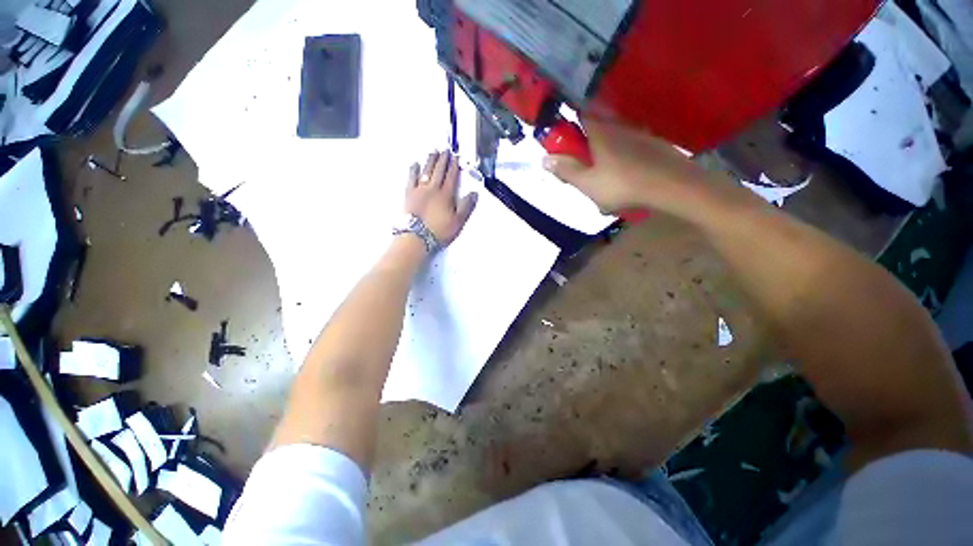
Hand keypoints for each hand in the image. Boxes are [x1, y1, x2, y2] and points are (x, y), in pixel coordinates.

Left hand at [406, 150, 477, 244]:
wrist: (417, 237)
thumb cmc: (439, 231)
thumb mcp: (458, 222)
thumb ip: (466, 206)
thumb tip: (474, 193)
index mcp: (446, 195)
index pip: (452, 176)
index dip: (455, 166)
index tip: (456, 157)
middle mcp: (433, 189)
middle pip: (439, 171)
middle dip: (443, 159)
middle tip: (446, 149)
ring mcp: (419, 190)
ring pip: (426, 171)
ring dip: (430, 160)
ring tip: (434, 151)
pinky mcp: (409, 194)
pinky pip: (411, 178)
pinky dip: (414, 170)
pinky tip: (415, 164)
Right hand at [542, 117, 707, 214]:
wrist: (672, 186)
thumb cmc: (622, 185)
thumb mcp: (587, 183)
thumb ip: (566, 170)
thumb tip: (545, 159)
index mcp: (600, 133)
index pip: (580, 116)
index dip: (569, 125)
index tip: (563, 143)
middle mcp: (619, 128)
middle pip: (597, 129)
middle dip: (585, 146)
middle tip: (582, 170)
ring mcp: (639, 136)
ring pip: (614, 141)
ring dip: (604, 156)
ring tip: (603, 181)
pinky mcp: (653, 146)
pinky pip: (630, 150)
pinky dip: (622, 161)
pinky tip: (624, 179)